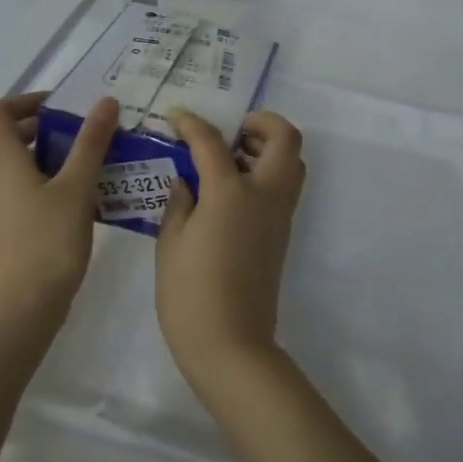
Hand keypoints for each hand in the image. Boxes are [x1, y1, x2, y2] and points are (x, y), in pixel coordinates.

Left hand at [0, 92, 118, 320]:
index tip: (62, 105)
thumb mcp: (77, 186)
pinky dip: (57, 182)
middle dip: (51, 127)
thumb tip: (106, 102)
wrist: (25, 304)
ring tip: (99, 159)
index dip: (25, 100)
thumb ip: (91, 142)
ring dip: (58, 155)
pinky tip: (91, 194)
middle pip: (13, 137)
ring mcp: (4, 205)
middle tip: (90, 130)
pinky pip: (33, 190)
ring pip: (26, 165)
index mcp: (4, 161)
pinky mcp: (15, 227)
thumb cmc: (48, 239)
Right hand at [156, 110, 306, 386]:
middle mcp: (264, 194)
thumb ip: (179, 202)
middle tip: (229, 133)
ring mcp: (279, 214)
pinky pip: (284, 187)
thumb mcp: (170, 243)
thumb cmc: (190, 294)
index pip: (212, 141)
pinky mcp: (283, 233)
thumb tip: (187, 181)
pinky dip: (267, 173)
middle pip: (285, 137)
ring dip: (268, 148)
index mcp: (230, 192)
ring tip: (230, 159)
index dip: (192, 123)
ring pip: (292, 161)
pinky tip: (231, 191)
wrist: (231, 344)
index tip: (176, 117)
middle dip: (260, 123)